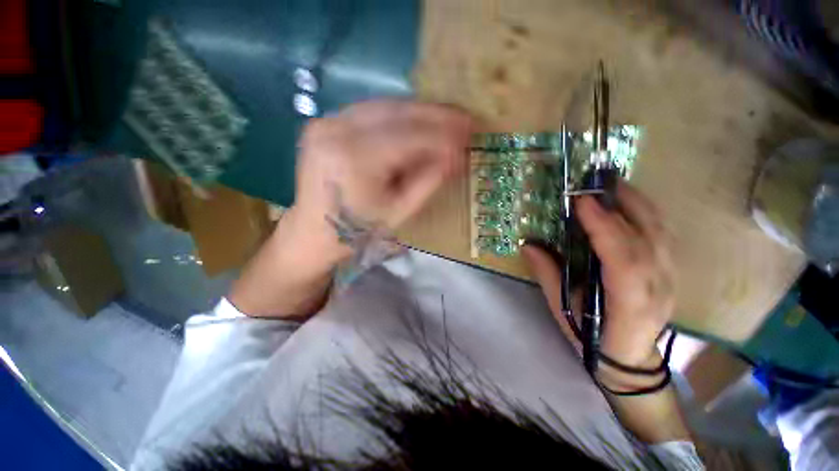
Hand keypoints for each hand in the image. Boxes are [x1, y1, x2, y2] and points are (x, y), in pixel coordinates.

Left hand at [290, 100, 474, 261]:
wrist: (314, 232)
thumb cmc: (358, 230)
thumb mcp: (400, 211)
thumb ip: (429, 181)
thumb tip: (458, 156)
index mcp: (354, 159)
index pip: (410, 137)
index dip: (444, 135)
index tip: (471, 134)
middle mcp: (336, 130)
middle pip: (397, 112)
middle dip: (436, 115)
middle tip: (465, 119)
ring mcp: (326, 122)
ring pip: (384, 106)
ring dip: (420, 112)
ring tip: (447, 119)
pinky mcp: (324, 123)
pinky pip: (370, 111)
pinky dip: (398, 115)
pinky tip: (417, 121)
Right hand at [522, 182, 675, 372]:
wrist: (630, 358)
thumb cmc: (592, 337)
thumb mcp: (563, 310)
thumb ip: (548, 276)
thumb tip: (528, 245)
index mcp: (629, 304)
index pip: (623, 261)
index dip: (605, 228)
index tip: (583, 202)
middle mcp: (658, 289)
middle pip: (647, 240)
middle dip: (623, 206)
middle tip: (598, 183)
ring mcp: (670, 279)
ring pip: (661, 234)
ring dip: (638, 203)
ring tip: (615, 184)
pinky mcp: (671, 272)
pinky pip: (663, 236)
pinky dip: (647, 213)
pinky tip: (630, 202)